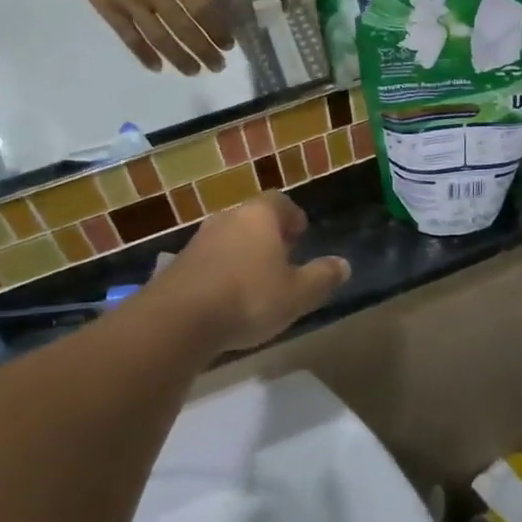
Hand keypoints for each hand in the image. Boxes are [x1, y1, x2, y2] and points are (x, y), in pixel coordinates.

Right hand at [57, 0, 235, 74]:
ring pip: (158, 37)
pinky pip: (128, 37)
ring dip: (178, 57)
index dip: (217, 28)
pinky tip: (157, 67)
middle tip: (218, 66)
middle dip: (203, 49)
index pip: (201, 7)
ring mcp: (128, 0)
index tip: (228, 44)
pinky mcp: (107, 8)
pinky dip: (143, 54)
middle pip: (183, 26)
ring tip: (194, 71)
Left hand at [162, 194, 350, 353]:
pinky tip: (226, 299)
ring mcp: (198, 240)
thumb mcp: (297, 294)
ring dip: (242, 254)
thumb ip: (322, 277)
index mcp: (259, 216)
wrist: (178, 320)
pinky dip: (221, 272)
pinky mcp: (178, 265)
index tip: (300, 236)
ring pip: (229, 239)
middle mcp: (227, 218)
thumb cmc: (248, 297)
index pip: (280, 202)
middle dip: (268, 236)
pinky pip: (208, 261)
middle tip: (282, 259)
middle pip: (252, 219)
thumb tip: (343, 265)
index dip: (293, 217)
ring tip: (255, 282)